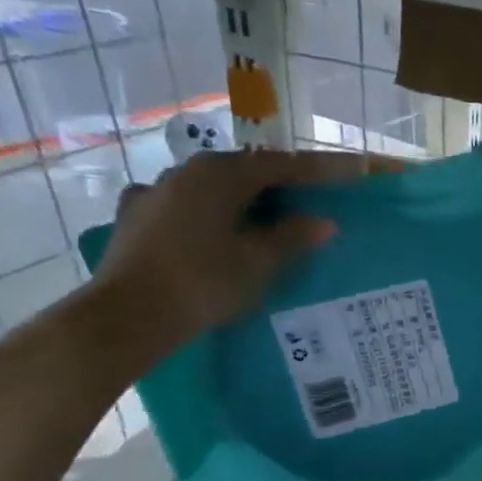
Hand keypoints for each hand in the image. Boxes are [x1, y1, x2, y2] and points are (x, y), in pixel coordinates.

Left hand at [90, 148, 355, 364]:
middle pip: (246, 171)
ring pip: (214, 188)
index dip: (320, 170)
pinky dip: (211, 214)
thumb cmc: (203, 281)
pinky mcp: (137, 219)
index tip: (352, 171)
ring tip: (269, 217)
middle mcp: (185, 172)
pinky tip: (215, 230)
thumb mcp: (258, 261)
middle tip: (314, 197)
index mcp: (220, 174)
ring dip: (245, 198)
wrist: (128, 316)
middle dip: (282, 183)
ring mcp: (155, 193)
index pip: (282, 164)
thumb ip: (293, 237)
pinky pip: (187, 207)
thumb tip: (323, 222)